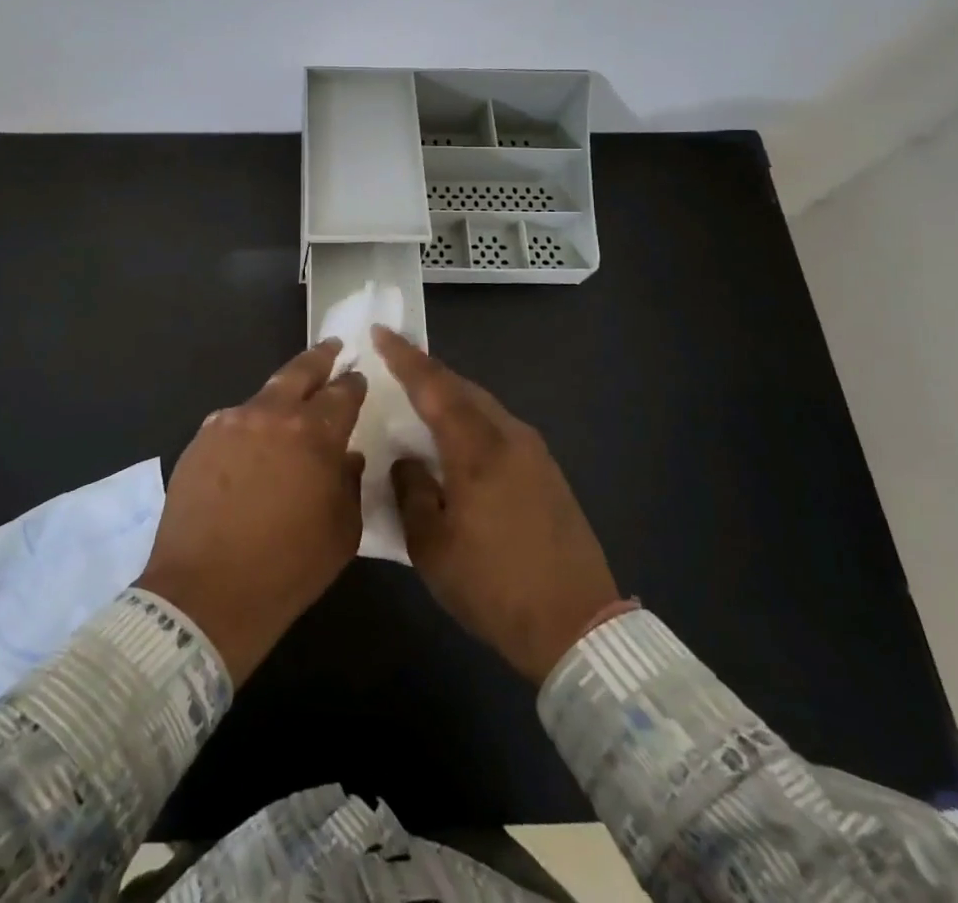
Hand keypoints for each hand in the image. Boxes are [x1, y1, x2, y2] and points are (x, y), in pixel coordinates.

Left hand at [137, 341, 366, 684]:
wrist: (205, 594)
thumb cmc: (287, 568)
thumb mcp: (342, 532)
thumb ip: (350, 483)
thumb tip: (347, 456)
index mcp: (313, 434)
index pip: (342, 393)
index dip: (353, 384)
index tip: (358, 379)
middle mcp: (271, 415)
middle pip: (300, 371)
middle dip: (320, 358)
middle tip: (332, 348)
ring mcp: (230, 423)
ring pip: (263, 395)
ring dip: (281, 396)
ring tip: (290, 402)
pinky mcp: (200, 440)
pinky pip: (233, 422)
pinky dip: (250, 425)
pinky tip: (252, 443)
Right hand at [376, 327, 629, 684]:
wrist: (578, 626)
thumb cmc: (494, 587)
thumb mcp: (431, 547)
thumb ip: (411, 492)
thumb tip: (407, 461)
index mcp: (477, 448)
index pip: (434, 387)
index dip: (404, 357)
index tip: (380, 331)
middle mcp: (509, 437)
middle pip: (462, 388)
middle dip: (427, 373)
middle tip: (394, 365)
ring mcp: (534, 453)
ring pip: (483, 407)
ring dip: (451, 398)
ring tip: (420, 402)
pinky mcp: (548, 472)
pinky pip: (499, 428)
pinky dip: (471, 422)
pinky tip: (457, 442)